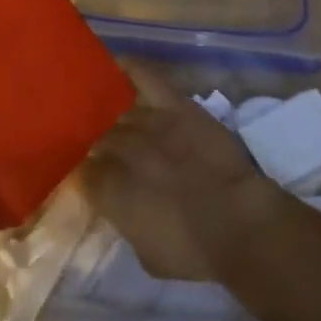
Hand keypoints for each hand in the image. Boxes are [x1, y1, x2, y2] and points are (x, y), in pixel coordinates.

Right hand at [82, 65, 283, 281]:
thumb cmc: (193, 250)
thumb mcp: (147, 253)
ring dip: (113, 119)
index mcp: (105, 187)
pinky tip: (115, 66)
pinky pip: (143, 75)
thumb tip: (118, 207)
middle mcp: (117, 148)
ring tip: (111, 119)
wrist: (240, 224)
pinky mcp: (173, 104)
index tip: (91, 181)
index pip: (79, 173)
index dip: (85, 176)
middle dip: (97, 147)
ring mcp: (145, 120)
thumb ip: (124, 222)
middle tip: (106, 155)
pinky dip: (128, 68)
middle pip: (96, 139)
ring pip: (115, 111)